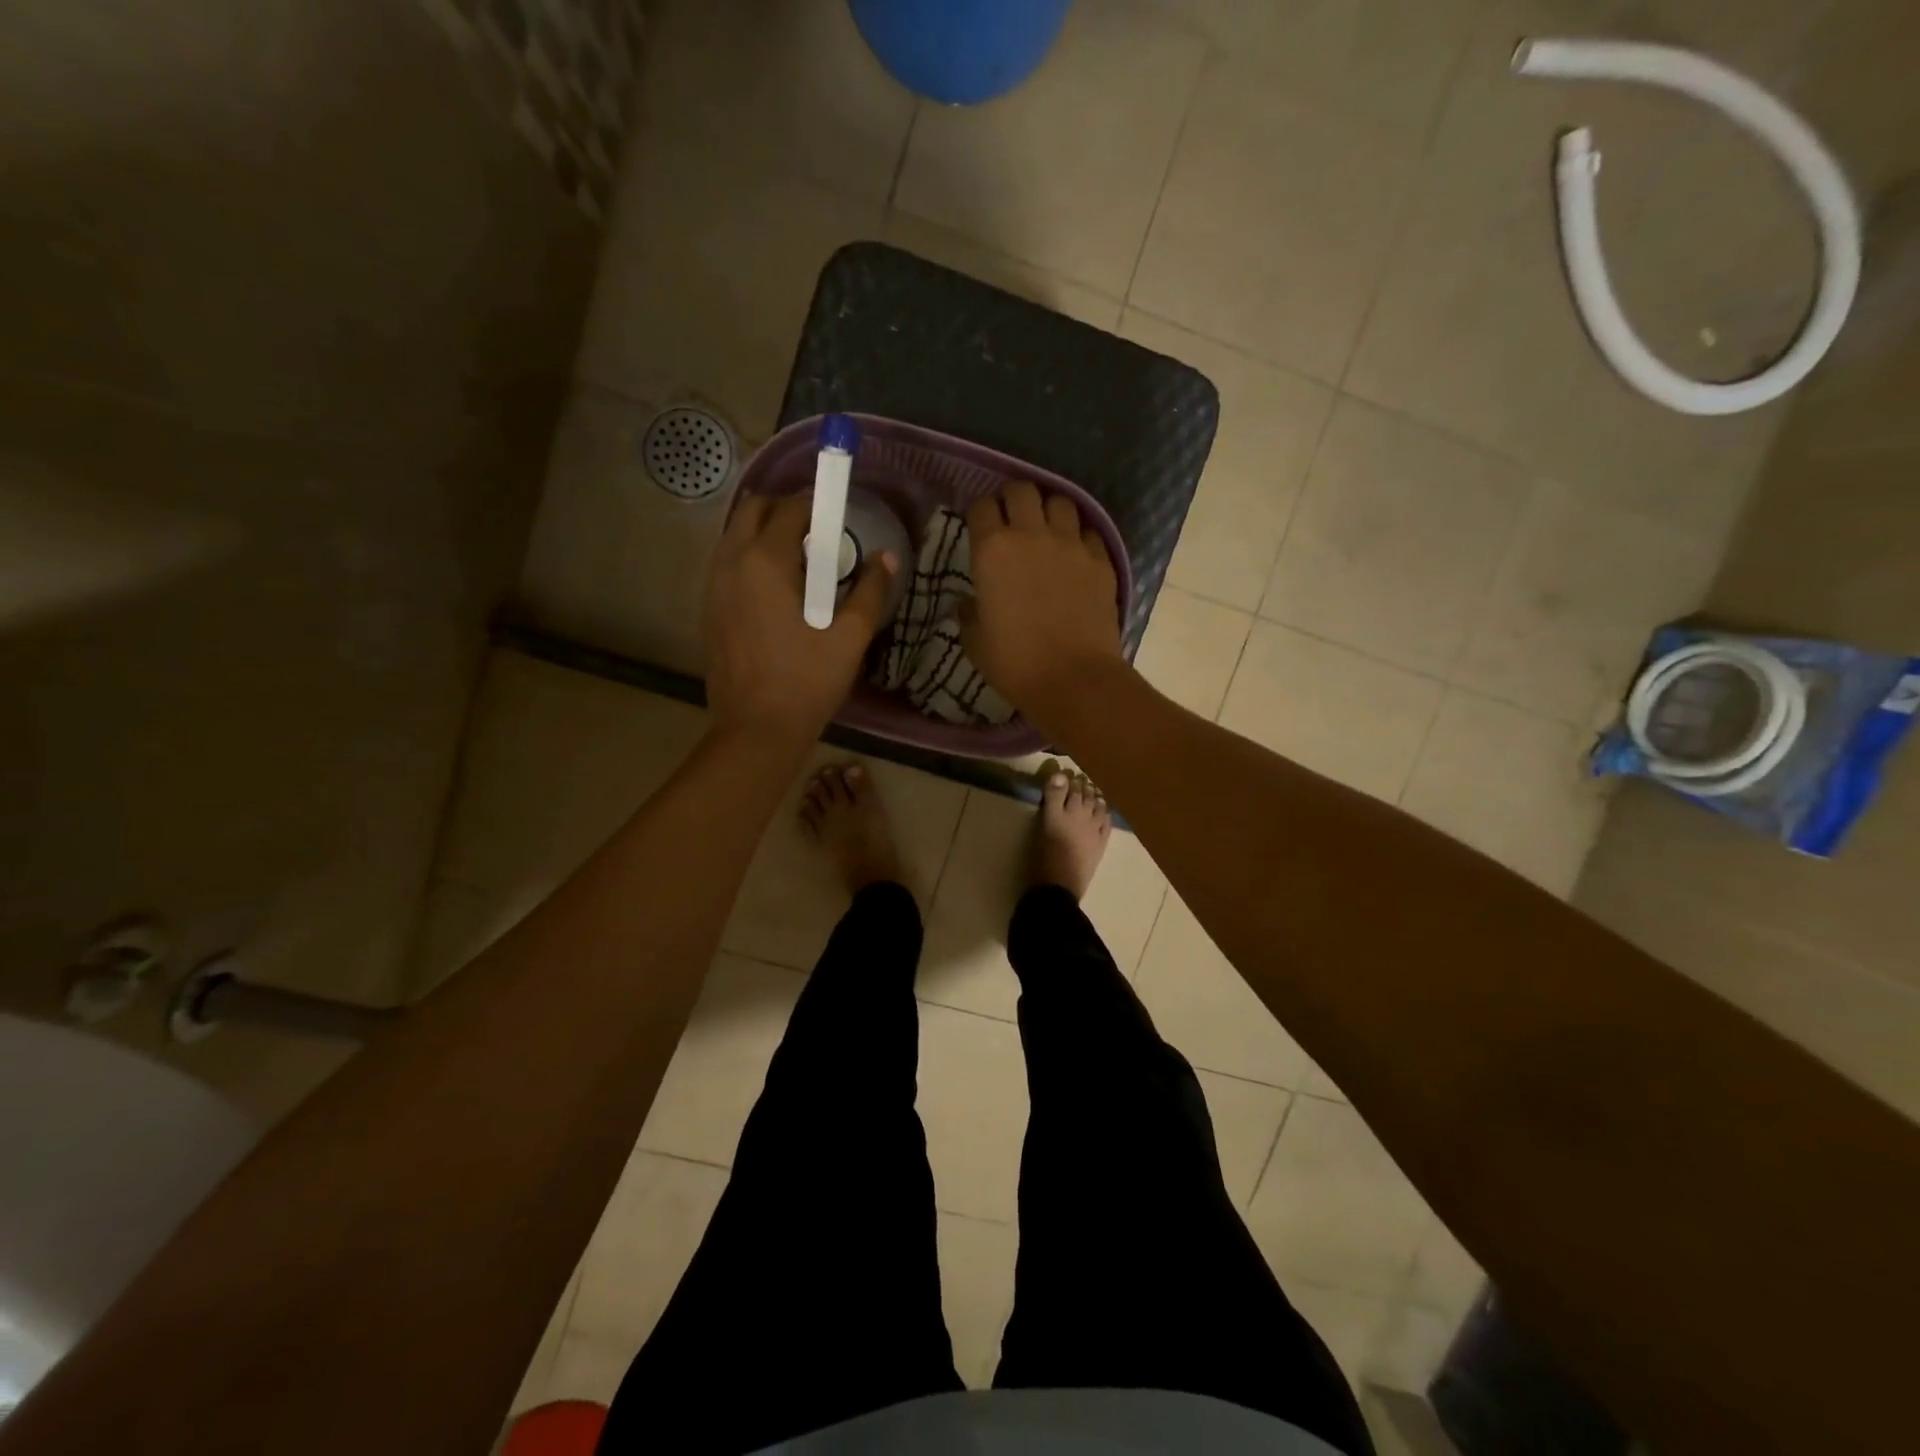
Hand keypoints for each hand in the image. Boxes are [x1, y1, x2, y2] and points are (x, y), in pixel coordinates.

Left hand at [704, 492, 896, 746]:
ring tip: (799, 559)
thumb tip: (887, 559)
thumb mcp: (850, 637)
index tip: (840, 515)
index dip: (818, 505)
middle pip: (752, 509)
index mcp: (766, 562)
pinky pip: (727, 562)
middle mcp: (732, 563)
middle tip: (818, 532)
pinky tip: (776, 588)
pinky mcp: (708, 609)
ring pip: (735, 535)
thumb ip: (870, 591)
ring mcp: (713, 586)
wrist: (756, 730)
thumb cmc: (807, 682)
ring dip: (764, 532)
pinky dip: (750, 557)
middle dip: (785, 509)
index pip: (790, 509)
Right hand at [962, 482, 1124, 730]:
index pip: (982, 506)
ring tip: (1048, 531)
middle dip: (1014, 499)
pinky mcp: (1101, 560)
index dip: (980, 513)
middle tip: (1013, 521)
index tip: (980, 527)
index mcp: (992, 550)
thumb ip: (969, 614)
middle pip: (1023, 490)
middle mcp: (1032, 535)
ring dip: (1050, 511)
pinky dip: (1080, 537)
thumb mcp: (975, 642)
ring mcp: (1071, 544)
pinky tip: (1075, 555)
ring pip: (1061, 502)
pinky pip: (1089, 532)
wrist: (1073, 679)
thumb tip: (968, 604)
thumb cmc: (1015, 663)